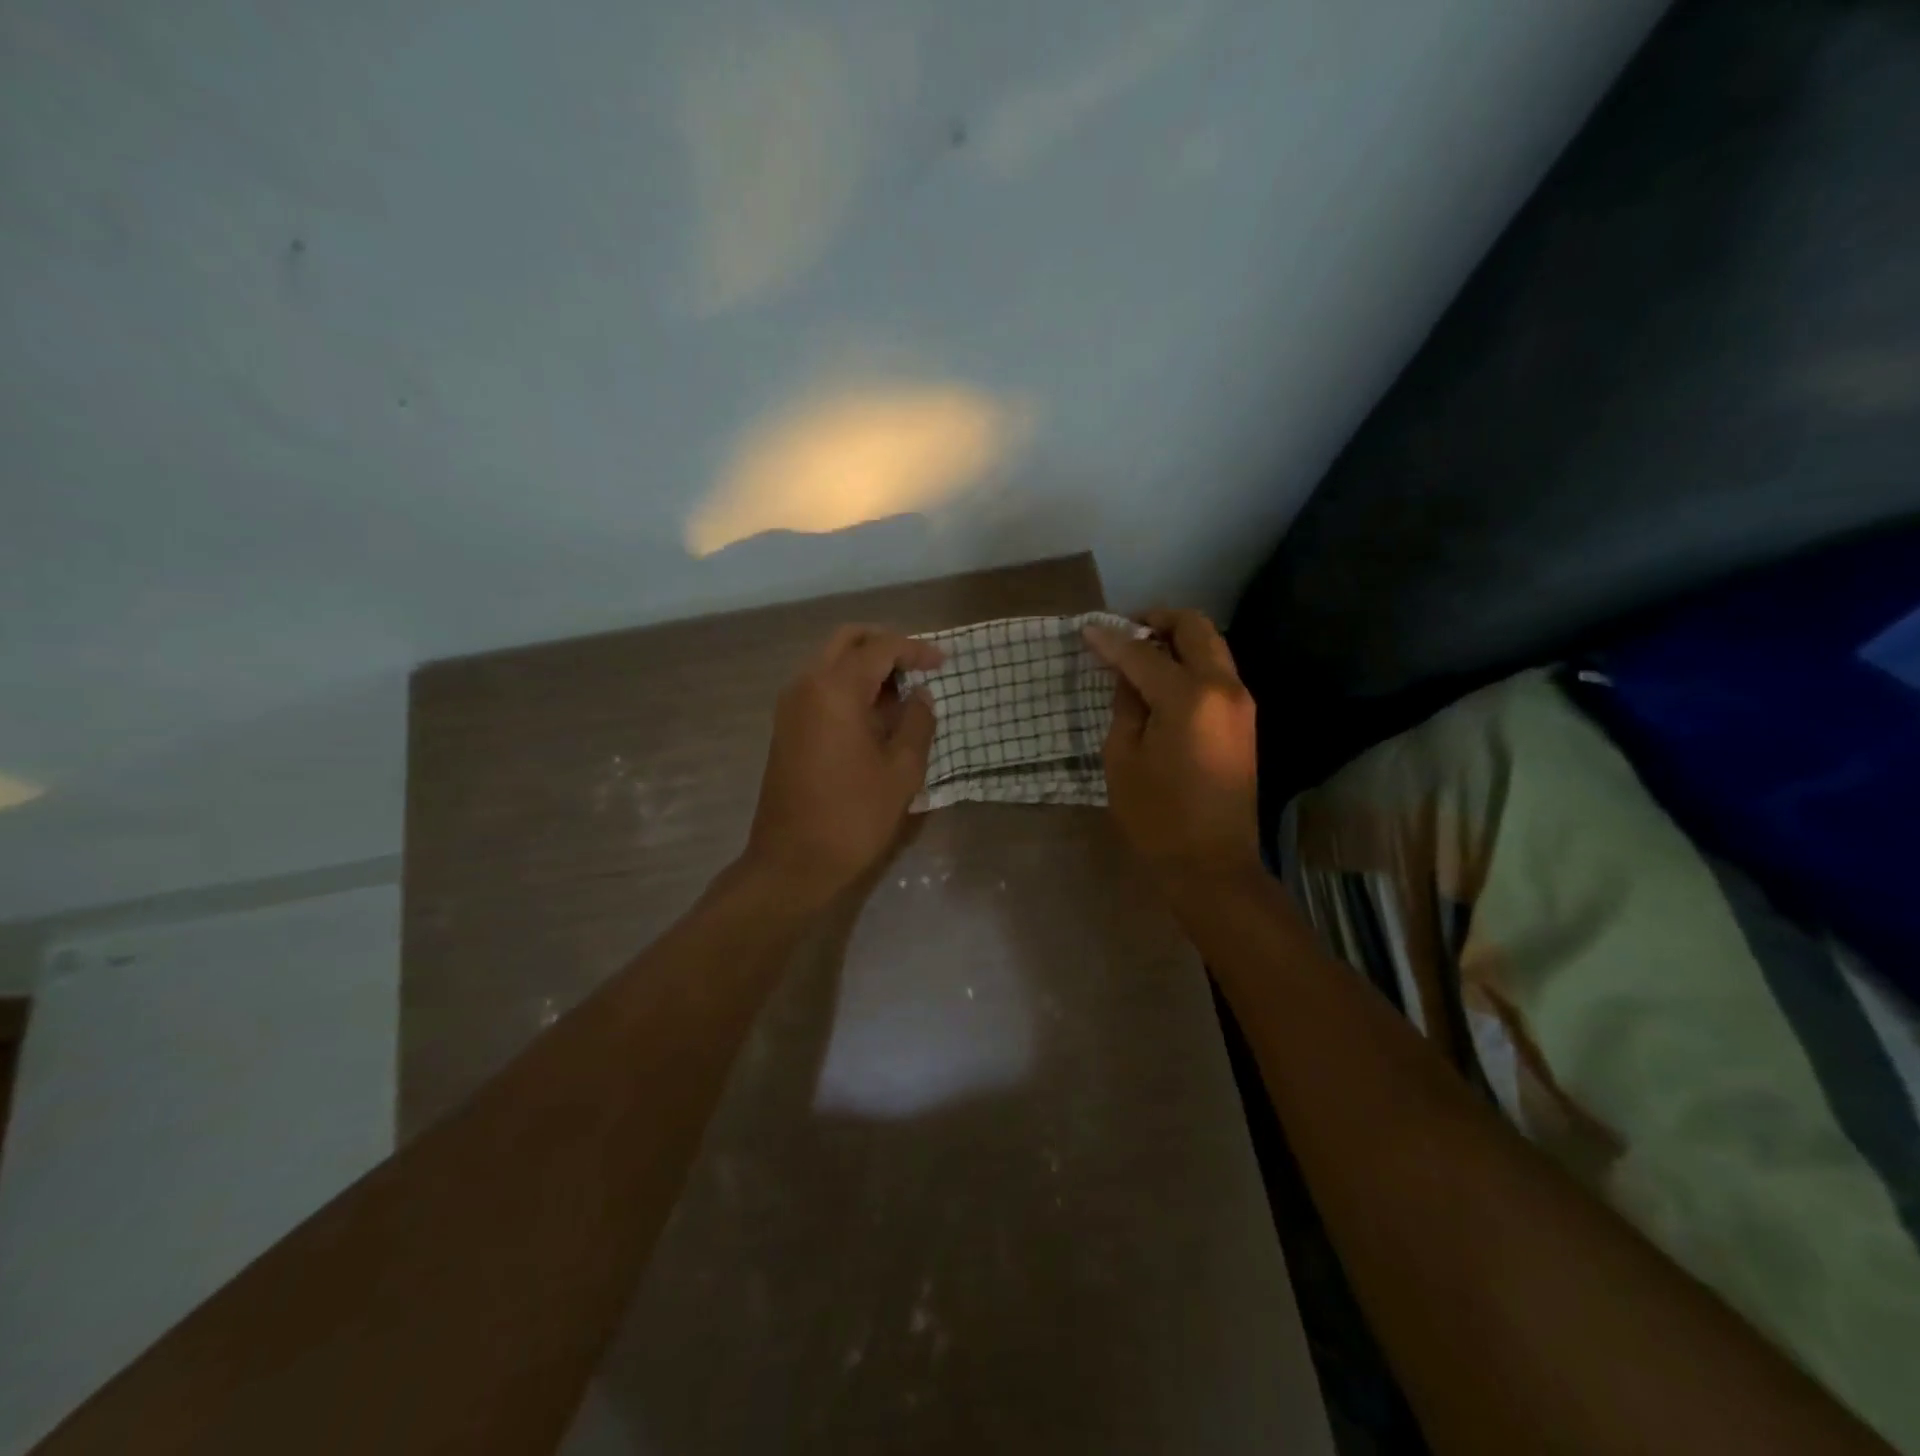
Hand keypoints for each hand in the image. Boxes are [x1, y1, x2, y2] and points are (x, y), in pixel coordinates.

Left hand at [741, 624, 943, 907]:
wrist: (792, 861)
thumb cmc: (853, 816)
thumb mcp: (902, 771)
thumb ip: (917, 723)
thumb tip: (920, 696)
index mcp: (835, 690)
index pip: (880, 648)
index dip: (915, 650)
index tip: (943, 663)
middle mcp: (806, 685)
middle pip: (847, 640)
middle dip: (884, 645)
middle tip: (917, 667)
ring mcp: (790, 706)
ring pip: (830, 661)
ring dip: (865, 666)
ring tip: (901, 695)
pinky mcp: (786, 727)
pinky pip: (819, 686)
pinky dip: (848, 686)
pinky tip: (875, 715)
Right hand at [1083, 609, 1260, 883]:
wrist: (1211, 864)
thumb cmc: (1156, 816)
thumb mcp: (1123, 757)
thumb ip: (1127, 704)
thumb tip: (1127, 673)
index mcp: (1190, 697)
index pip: (1144, 653)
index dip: (1111, 640)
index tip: (1087, 629)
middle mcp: (1225, 688)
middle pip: (1195, 628)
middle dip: (1158, 621)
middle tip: (1123, 632)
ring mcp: (1241, 703)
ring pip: (1211, 647)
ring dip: (1177, 641)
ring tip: (1139, 655)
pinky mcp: (1244, 721)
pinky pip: (1217, 672)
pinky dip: (1190, 663)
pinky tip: (1161, 682)